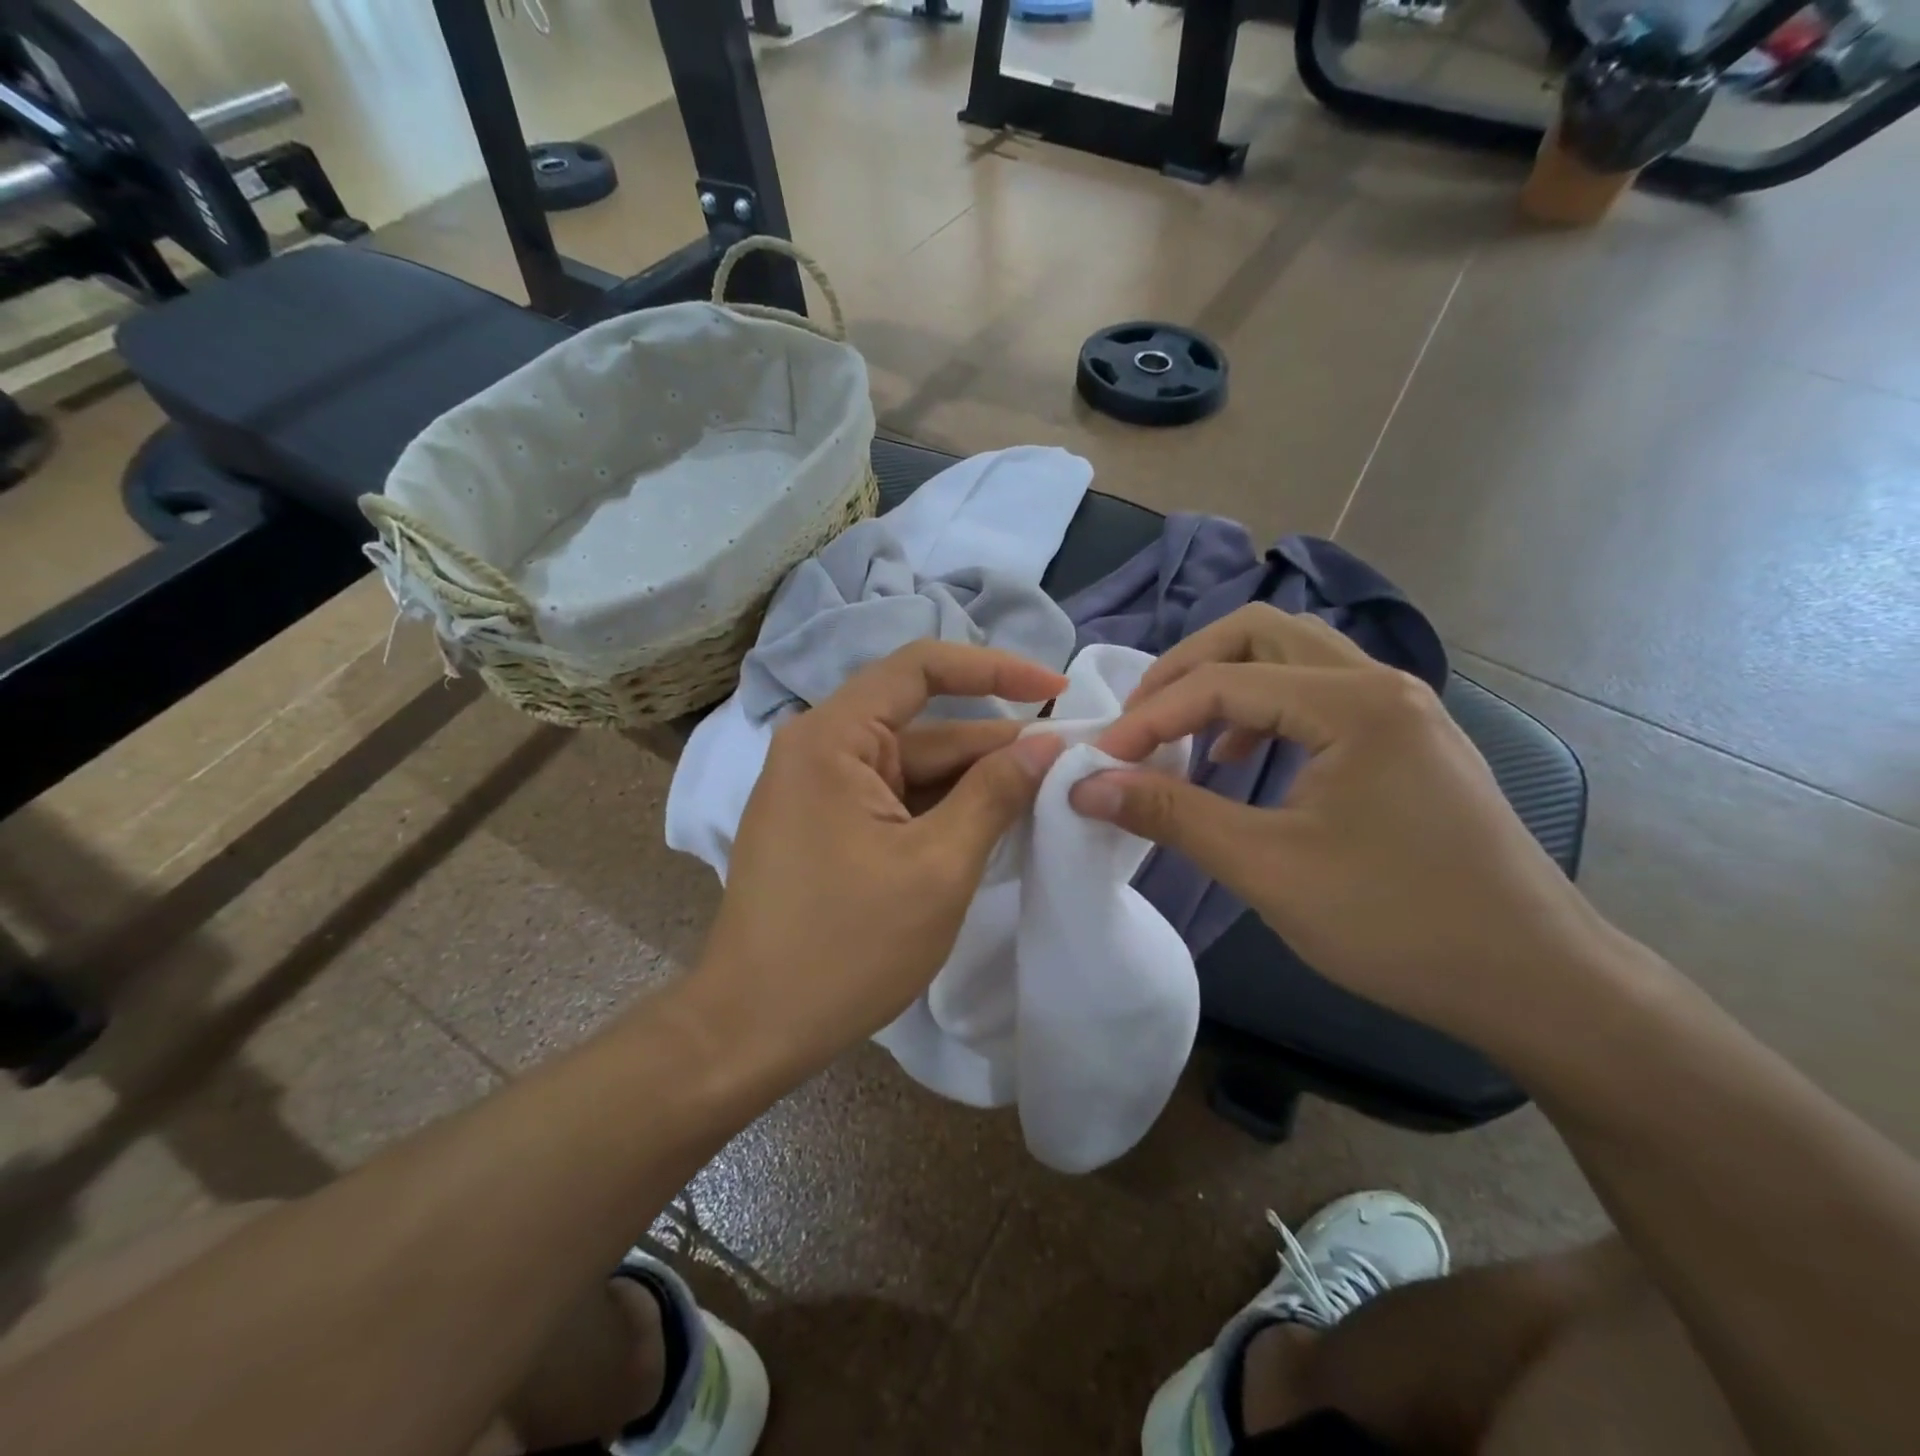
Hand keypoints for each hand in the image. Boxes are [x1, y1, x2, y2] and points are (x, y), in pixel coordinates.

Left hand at [694, 641, 1066, 1077]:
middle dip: (996, 743)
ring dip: (976, 781)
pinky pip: (896, 800)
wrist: (752, 1028)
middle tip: (1071, 760)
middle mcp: (821, 749)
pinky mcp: (827, 827)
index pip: (921, 668)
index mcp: (834, 738)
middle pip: (924, 725)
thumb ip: (994, 794)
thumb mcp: (938, 867)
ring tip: (1048, 794)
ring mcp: (821, 790)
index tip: (1056, 690)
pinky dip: (944, 809)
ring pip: (914, 768)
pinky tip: (995, 825)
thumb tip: (1046, 742)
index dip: (995, 668)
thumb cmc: (846, 946)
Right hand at [1070, 605, 1609, 1045]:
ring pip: (1290, 656)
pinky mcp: (1405, 738)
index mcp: (1353, 703)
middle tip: (1140, 721)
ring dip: (1225, 682)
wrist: (1535, 980)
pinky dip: (1263, 708)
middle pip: (1258, 634)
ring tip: (1183, 735)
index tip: (1099, 761)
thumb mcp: (1268, 868)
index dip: (1149, 717)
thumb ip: (1172, 815)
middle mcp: (1378, 683)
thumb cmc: (1399, 923)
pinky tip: (1240, 758)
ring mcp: (1399, 708)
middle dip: (1185, 670)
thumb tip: (1086, 785)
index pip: (1221, 682)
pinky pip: (1316, 693)